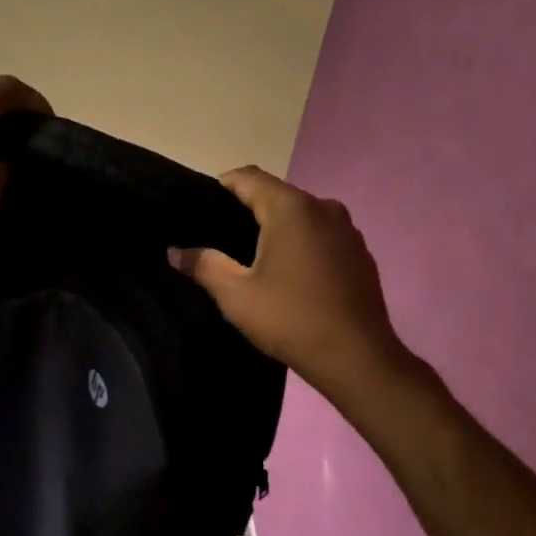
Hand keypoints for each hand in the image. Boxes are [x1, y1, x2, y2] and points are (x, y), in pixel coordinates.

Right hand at [172, 167, 416, 417]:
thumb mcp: (235, 295)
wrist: (357, 358)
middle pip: (276, 194)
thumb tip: (175, 251)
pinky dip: (301, 243)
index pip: (249, 177)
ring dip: (277, 227)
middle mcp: (323, 208)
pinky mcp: (360, 253)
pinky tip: (290, 274)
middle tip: (220, 236)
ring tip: (253, 257)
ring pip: (301, 215)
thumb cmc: (291, 319)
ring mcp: (347, 230)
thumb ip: (203, 265)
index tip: (201, 206)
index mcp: (291, 209)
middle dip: (248, 209)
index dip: (222, 185)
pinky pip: (321, 234)